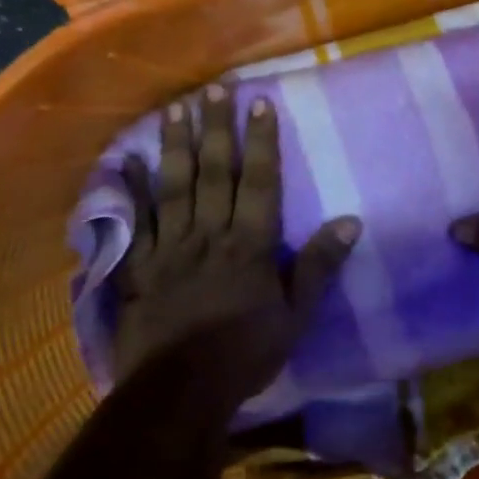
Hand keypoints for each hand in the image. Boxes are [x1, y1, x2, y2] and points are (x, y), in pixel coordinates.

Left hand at [112, 84, 360, 400]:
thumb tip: (350, 221)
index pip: (259, 182)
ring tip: (176, 109)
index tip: (261, 103)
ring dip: (175, 146)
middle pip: (214, 173)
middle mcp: (209, 234)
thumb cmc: (245, 353)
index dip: (261, 141)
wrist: (180, 390)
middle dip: (217, 129)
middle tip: (214, 89)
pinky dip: (131, 191)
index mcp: (249, 245)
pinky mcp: (140, 266)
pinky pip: (136, 222)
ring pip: (174, 187)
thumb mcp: (295, 316)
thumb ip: (318, 266)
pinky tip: (127, 161)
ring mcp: (170, 248)